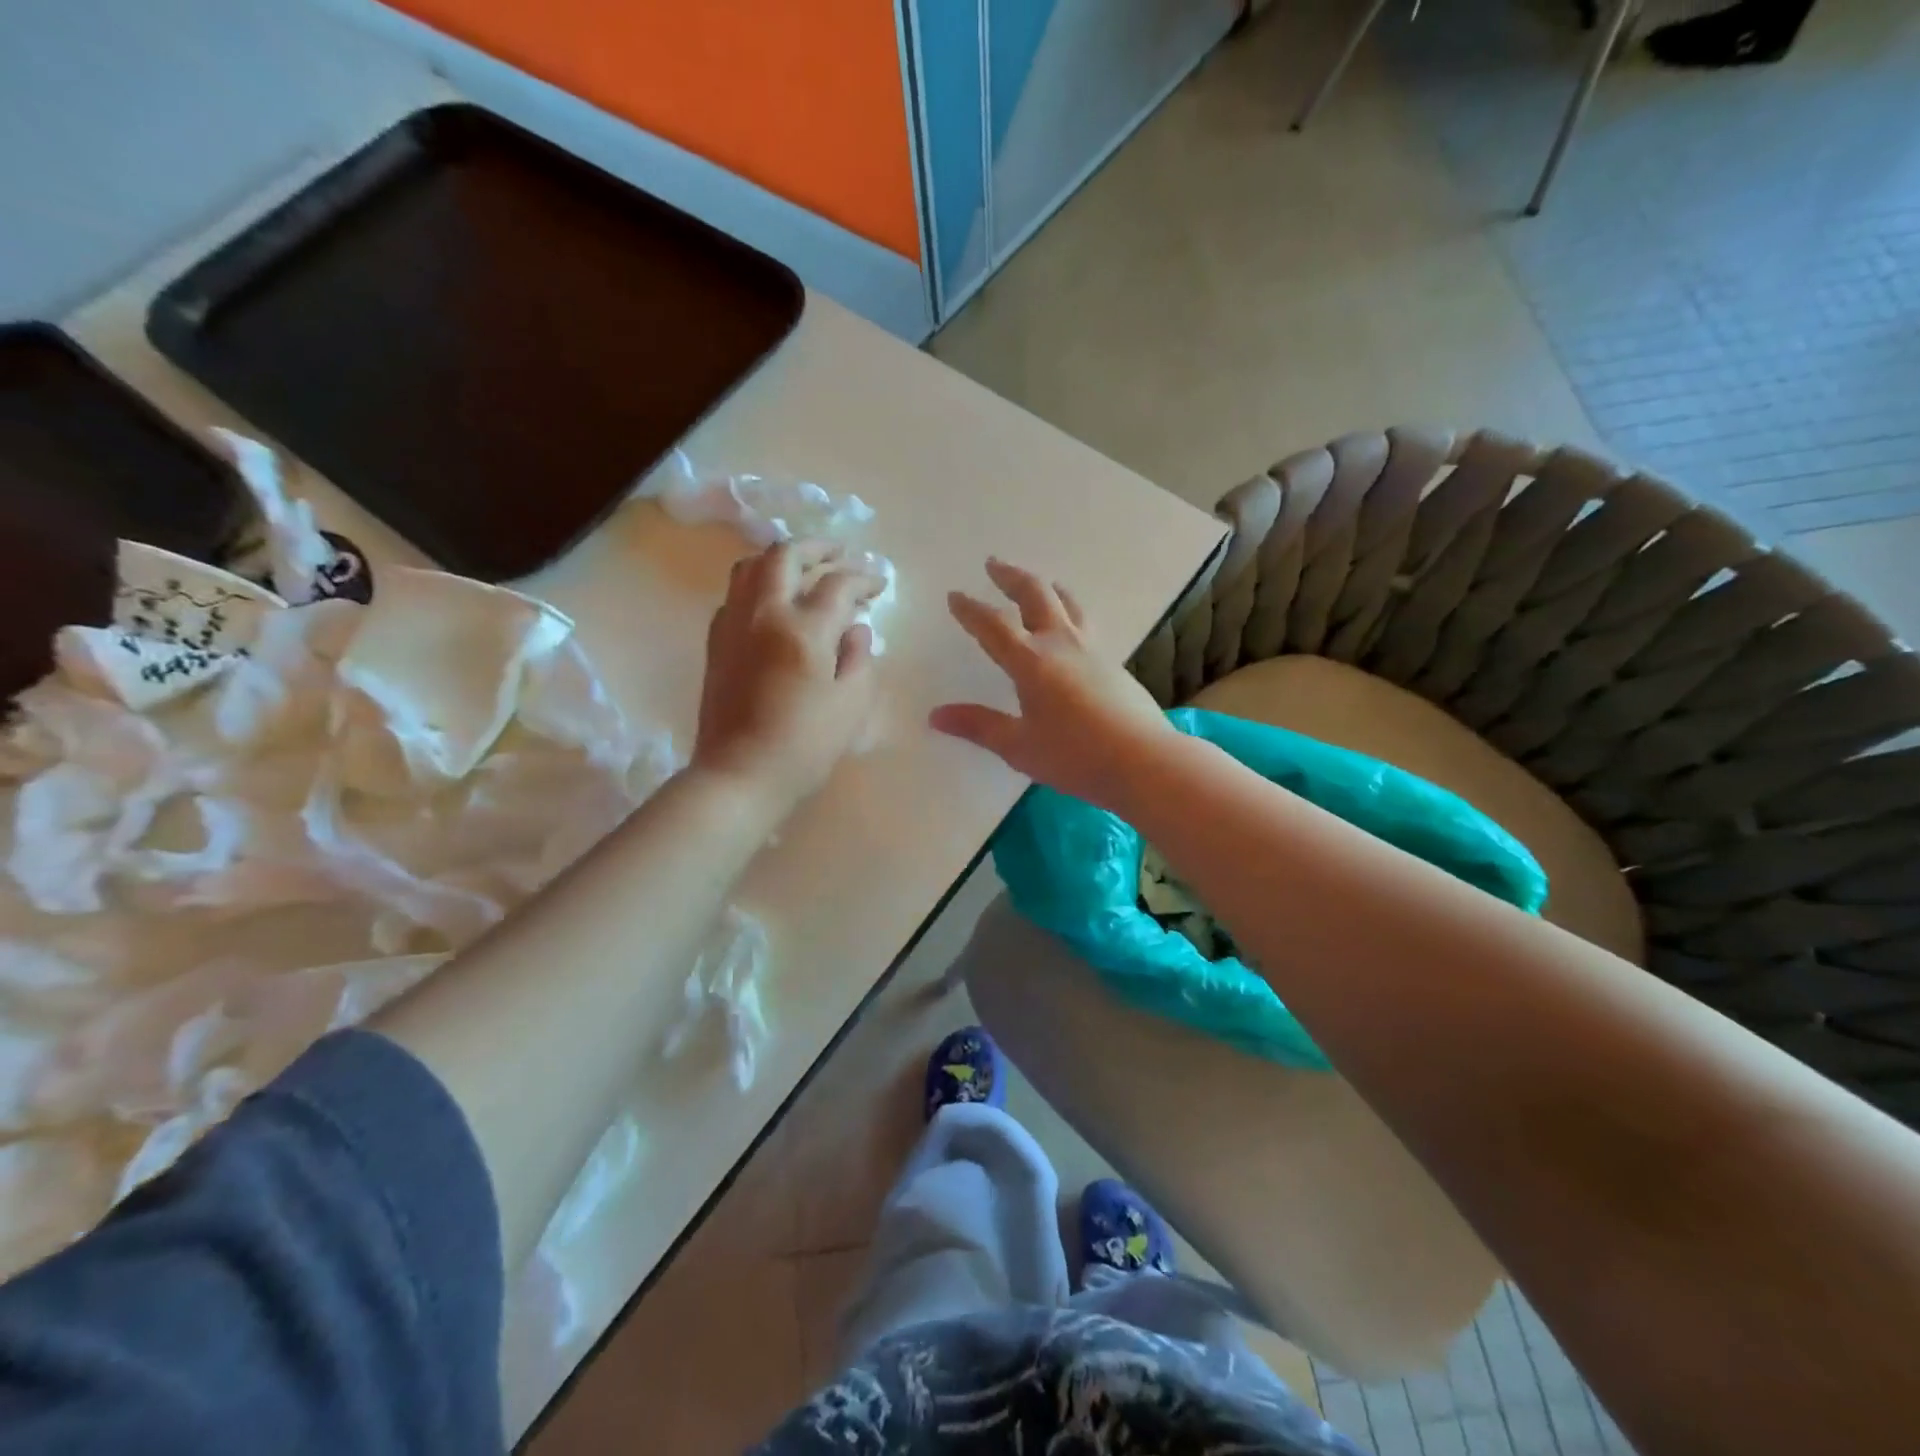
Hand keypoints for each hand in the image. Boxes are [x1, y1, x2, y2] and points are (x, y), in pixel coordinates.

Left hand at [692, 541, 882, 813]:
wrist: (739, 775)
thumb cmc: (804, 745)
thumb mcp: (851, 704)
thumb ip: (860, 657)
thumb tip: (856, 628)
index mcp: (803, 629)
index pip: (838, 584)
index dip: (864, 578)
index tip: (880, 584)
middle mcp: (763, 614)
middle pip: (786, 556)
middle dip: (818, 548)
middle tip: (840, 554)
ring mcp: (732, 624)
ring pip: (751, 566)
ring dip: (781, 559)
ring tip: (804, 569)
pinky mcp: (715, 642)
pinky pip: (735, 594)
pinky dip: (758, 584)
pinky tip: (774, 604)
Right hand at [930, 558, 1175, 809]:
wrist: (1145, 761)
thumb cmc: (1075, 756)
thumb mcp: (1019, 747)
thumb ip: (978, 726)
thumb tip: (936, 715)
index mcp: (1032, 661)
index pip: (993, 625)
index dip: (971, 609)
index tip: (955, 595)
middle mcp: (1062, 644)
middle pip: (1035, 595)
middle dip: (1011, 577)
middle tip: (994, 564)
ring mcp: (1093, 650)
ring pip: (1067, 603)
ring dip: (1046, 587)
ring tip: (1037, 583)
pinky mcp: (1114, 663)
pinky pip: (1085, 622)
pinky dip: (1068, 611)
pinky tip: (1070, 627)